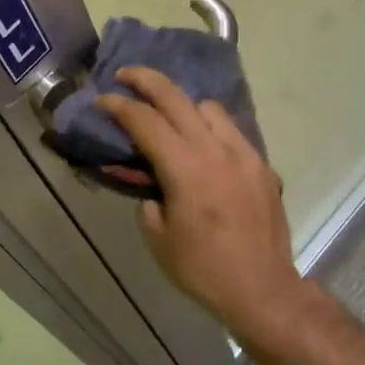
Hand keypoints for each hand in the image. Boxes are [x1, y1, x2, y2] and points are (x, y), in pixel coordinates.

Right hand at [96, 67, 305, 336]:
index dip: (120, 107)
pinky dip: (210, 128)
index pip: (146, 121)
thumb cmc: (203, 268)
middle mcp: (215, 150)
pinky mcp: (261, 164)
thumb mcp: (158, 237)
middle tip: (126, 75)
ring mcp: (243, 153)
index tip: (102, 100)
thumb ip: (148, 197)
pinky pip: (231, 131)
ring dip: (183, 105)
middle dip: (146, 80)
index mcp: (185, 168)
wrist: (262, 289)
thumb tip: (150, 181)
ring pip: (209, 108)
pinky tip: (202, 147)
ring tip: (169, 118)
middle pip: (177, 98)